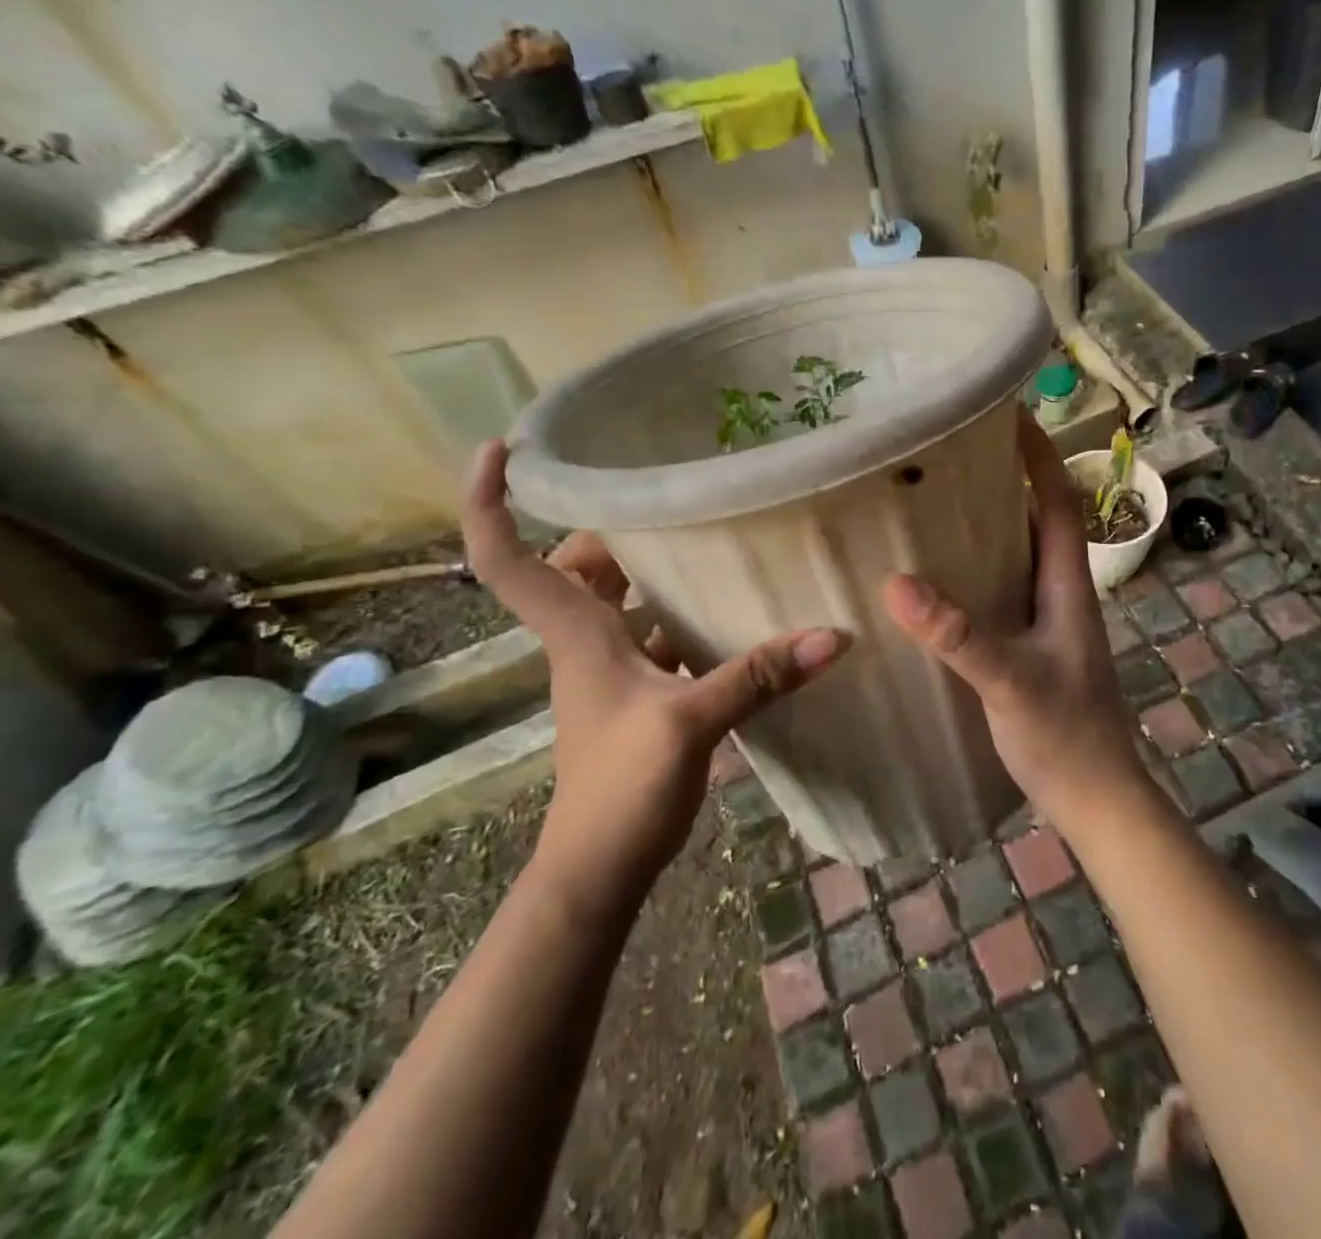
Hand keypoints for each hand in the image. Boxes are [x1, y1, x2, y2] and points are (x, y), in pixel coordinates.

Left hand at [461, 441, 848, 915]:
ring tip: (706, 539)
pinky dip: (680, 618)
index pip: (505, 559)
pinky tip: (730, 614)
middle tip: (663, 499)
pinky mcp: (639, 695)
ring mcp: (611, 671)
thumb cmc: (619, 789)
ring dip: (649, 571)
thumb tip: (831, 636)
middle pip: (573, 567)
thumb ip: (757, 676)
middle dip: (606, 529)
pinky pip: (654, 636)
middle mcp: (584, 642)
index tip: (501, 450)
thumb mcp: (690, 724)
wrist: (598, 870)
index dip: (489, 502)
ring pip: (617, 601)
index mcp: (576, 634)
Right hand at [878, 415, 1148, 835]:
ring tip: (936, 503)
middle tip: (952, 455)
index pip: (1059, 501)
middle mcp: (1062, 592)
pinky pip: (1004, 591)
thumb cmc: (1065, 735)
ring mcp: (1049, 620)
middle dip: (1006, 480)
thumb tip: (896, 583)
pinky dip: (978, 571)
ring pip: (1019, 556)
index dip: (1038, 456)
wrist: (1096, 797)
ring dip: (989, 525)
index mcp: (1068, 585)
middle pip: (1038, 519)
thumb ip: (957, 634)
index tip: (1008, 415)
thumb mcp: (1008, 680)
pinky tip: (940, 579)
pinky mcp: (1033, 646)